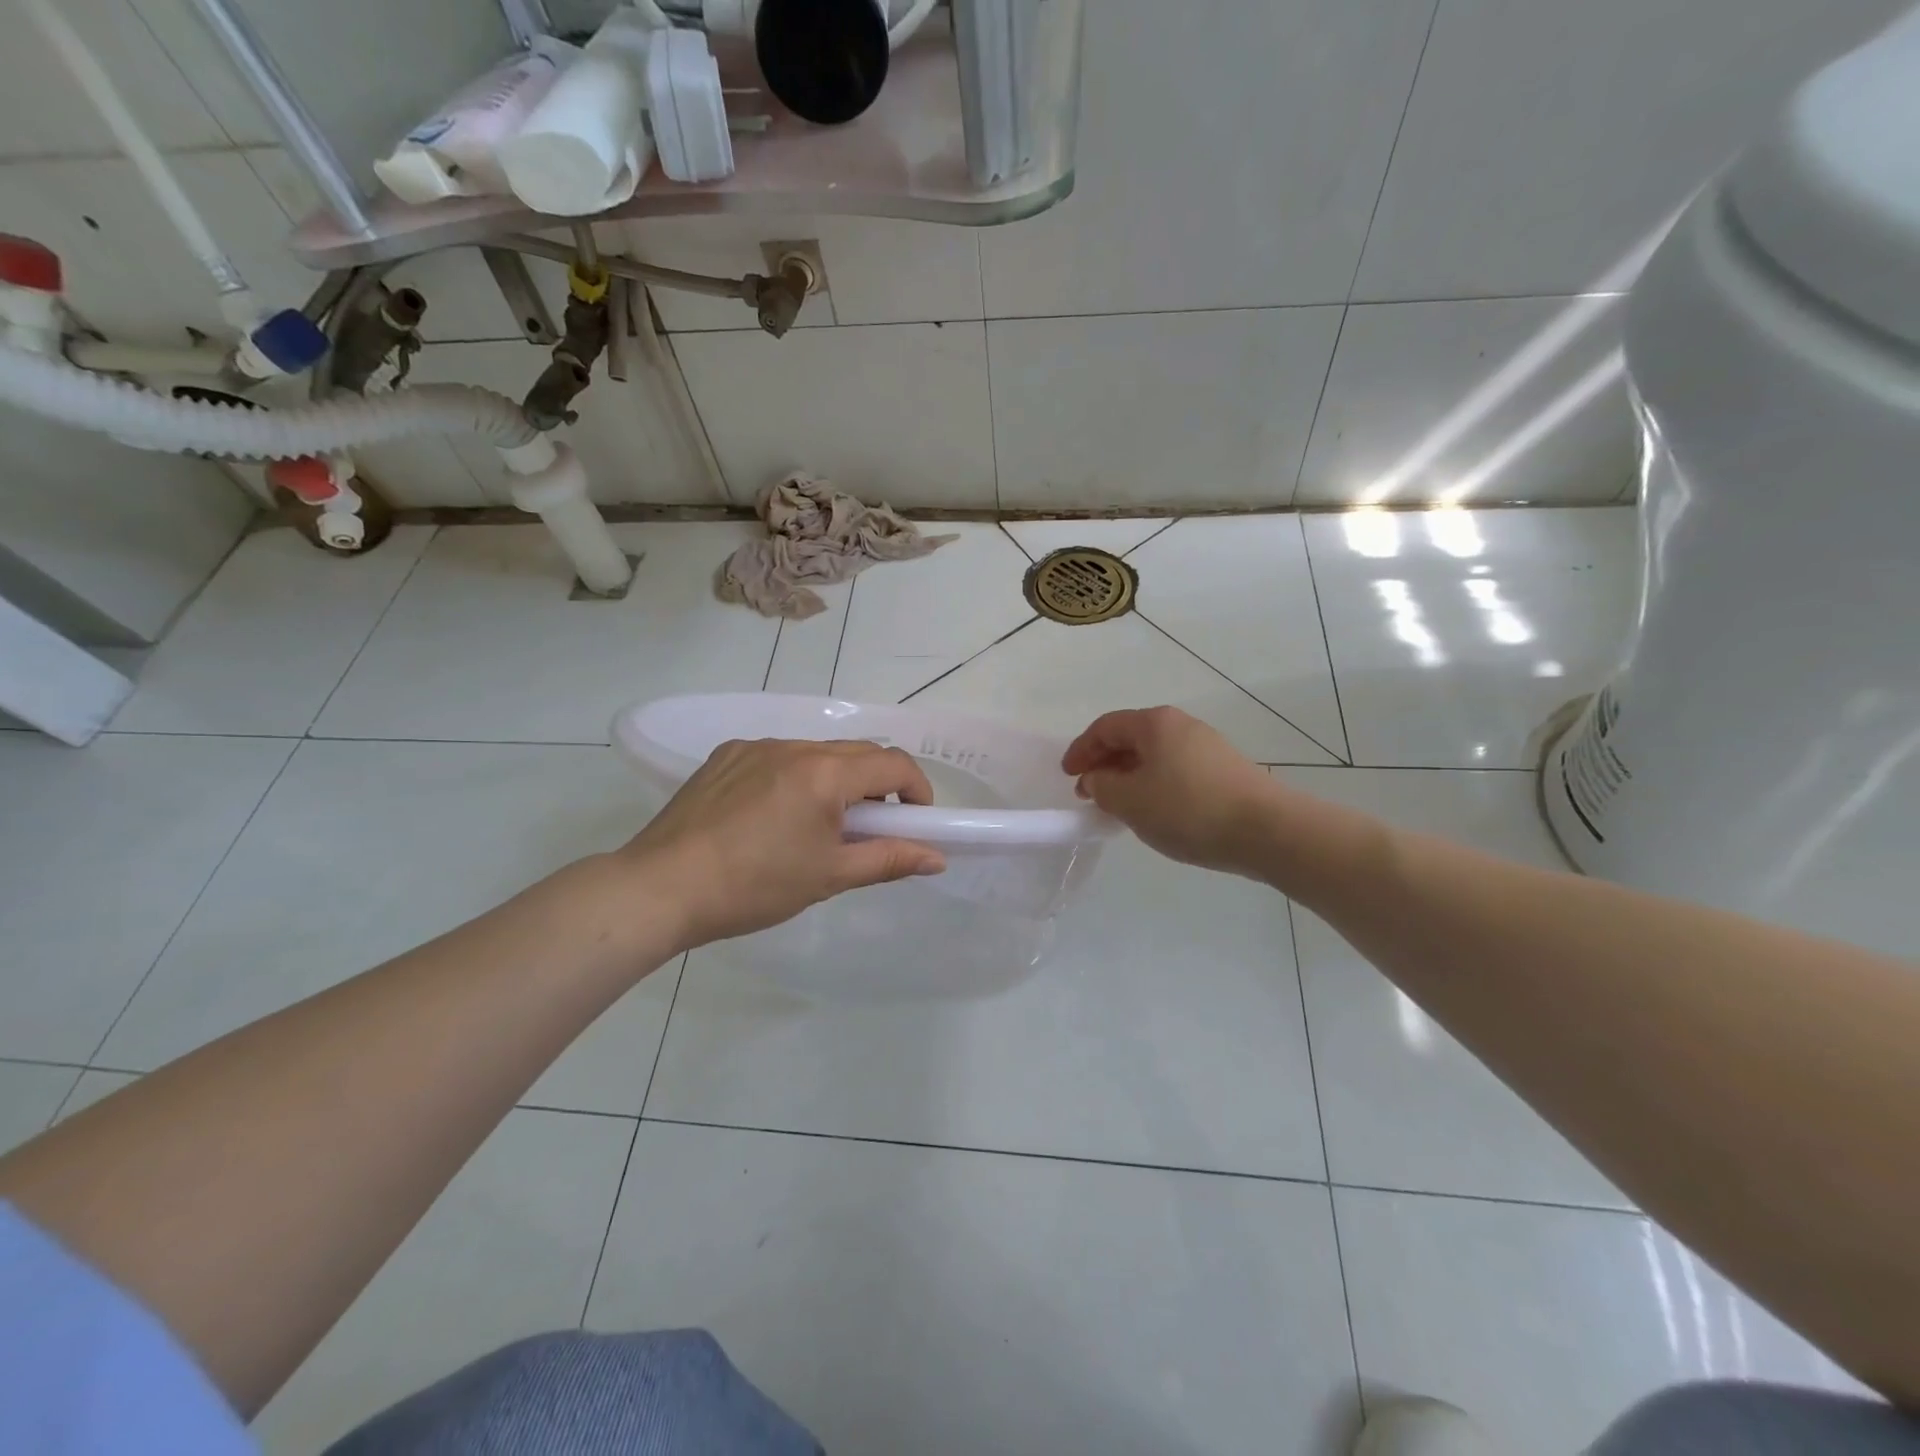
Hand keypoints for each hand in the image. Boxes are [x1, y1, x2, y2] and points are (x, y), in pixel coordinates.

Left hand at [617, 739, 946, 948]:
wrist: (662, 887)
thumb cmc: (754, 886)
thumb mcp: (829, 876)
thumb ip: (888, 860)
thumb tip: (936, 858)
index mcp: (825, 773)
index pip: (894, 764)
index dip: (917, 789)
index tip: (916, 821)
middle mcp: (794, 746)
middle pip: (859, 752)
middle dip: (879, 785)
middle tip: (872, 828)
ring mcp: (756, 746)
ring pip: (818, 752)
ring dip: (837, 780)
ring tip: (819, 825)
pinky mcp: (726, 754)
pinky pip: (779, 756)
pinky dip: (796, 777)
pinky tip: (774, 815)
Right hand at [1062, 707, 1289, 876]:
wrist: (1267, 830)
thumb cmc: (1188, 809)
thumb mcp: (1130, 801)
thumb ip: (1102, 787)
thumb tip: (1096, 779)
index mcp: (1154, 723)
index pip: (1105, 727)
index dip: (1081, 750)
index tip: (1068, 776)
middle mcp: (1181, 725)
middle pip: (1131, 737)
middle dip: (1105, 762)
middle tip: (1090, 791)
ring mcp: (1207, 746)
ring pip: (1155, 755)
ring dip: (1130, 776)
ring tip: (1119, 804)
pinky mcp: (1224, 770)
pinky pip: (1175, 769)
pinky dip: (1154, 784)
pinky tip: (1155, 811)